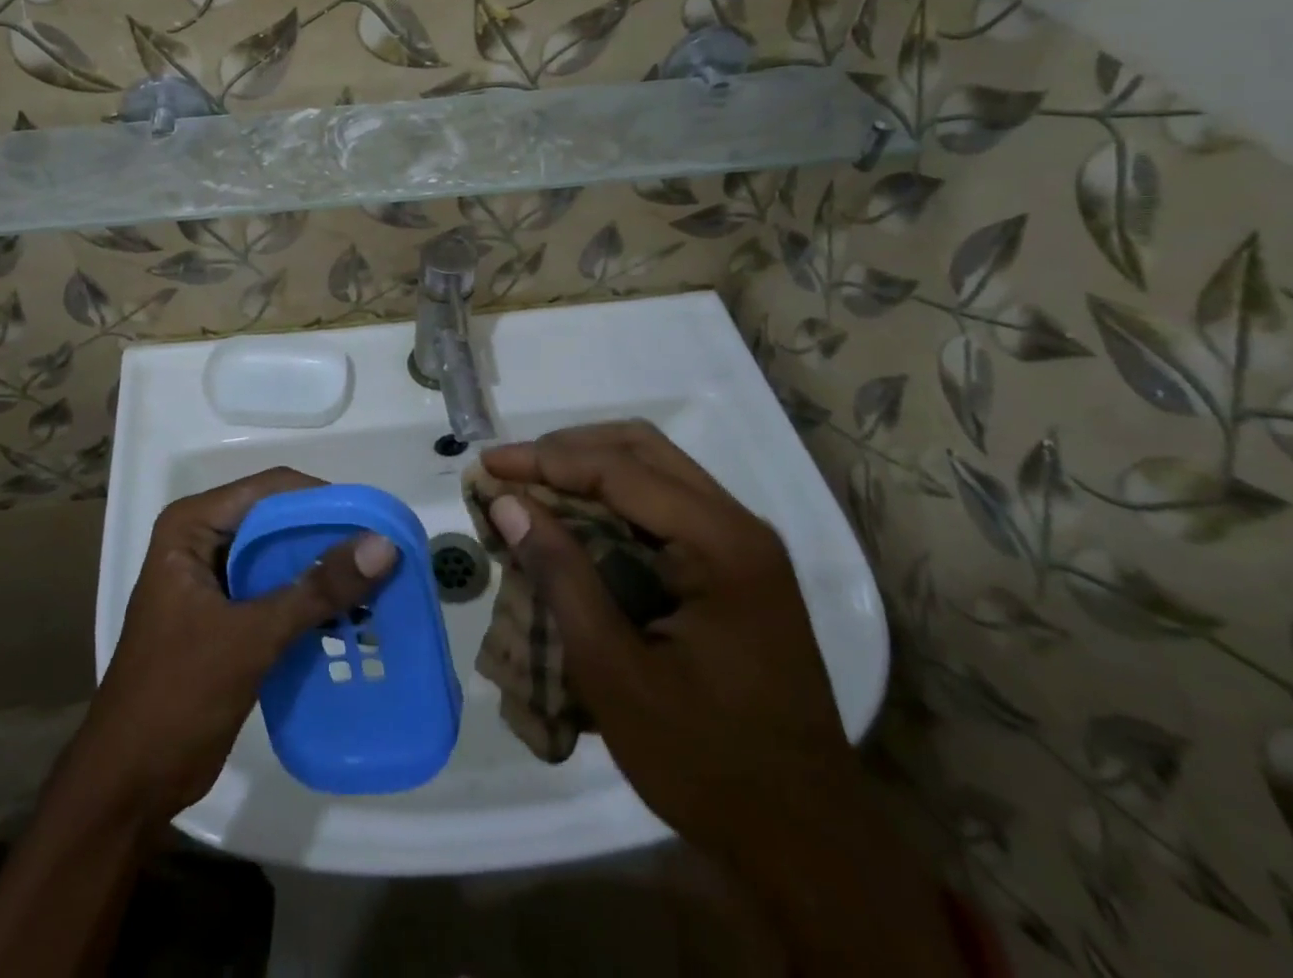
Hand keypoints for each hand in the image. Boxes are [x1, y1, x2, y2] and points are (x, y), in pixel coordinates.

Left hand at [78, 467, 398, 821]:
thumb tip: (384, 544)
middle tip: (384, 554)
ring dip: (324, 570)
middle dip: (329, 536)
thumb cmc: (176, 695)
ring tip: (379, 585)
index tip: (374, 521)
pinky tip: (352, 617)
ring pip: (281, 556)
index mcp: (192, 526)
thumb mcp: (251, 637)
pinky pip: (278, 591)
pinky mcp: (227, 615)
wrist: (128, 784)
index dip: (323, 500)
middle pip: (279, 520)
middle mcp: (202, 540)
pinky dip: (312, 601)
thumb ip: (317, 589)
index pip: (270, 490)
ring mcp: (214, 578)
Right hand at [481, 423, 967, 975]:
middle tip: (509, 472)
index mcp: (720, 544)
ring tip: (531, 492)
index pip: (618, 469)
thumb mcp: (614, 671)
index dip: (544, 460)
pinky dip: (612, 501)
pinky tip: (574, 526)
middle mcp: (738, 526)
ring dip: (588, 470)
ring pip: (654, 470)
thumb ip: (561, 574)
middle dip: (567, 451)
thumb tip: (507, 501)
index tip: (486, 465)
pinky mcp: (735, 568)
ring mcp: (742, 545)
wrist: (806, 843)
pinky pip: (665, 506)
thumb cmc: (705, 762)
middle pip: (641, 449)